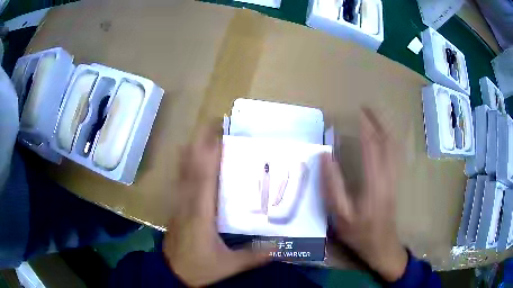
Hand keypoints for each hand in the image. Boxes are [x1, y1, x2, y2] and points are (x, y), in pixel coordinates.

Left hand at [163, 122, 270, 286]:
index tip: (218, 133)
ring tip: (203, 134)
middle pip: (191, 166)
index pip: (204, 177)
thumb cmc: (198, 268)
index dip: (210, 153)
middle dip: (200, 142)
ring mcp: (180, 204)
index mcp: (201, 212)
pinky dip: (185, 165)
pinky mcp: (178, 208)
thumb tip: (277, 247)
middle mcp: (188, 202)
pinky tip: (188, 158)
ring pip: (183, 171)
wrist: (171, 272)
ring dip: (192, 150)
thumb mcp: (227, 265)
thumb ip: (252, 256)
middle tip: (212, 124)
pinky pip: (181, 180)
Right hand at [321, 109, 407, 281]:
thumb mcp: (340, 215)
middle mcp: (387, 175)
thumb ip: (332, 186)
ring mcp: (394, 178)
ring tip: (375, 117)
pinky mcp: (395, 182)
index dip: (366, 127)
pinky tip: (385, 138)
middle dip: (378, 122)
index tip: (359, 112)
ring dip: (385, 129)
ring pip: (393, 146)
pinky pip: (395, 154)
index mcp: (374, 182)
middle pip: (387, 141)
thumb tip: (325, 157)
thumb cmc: (359, 233)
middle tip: (367, 108)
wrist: (383, 246)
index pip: (372, 146)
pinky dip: (390, 140)